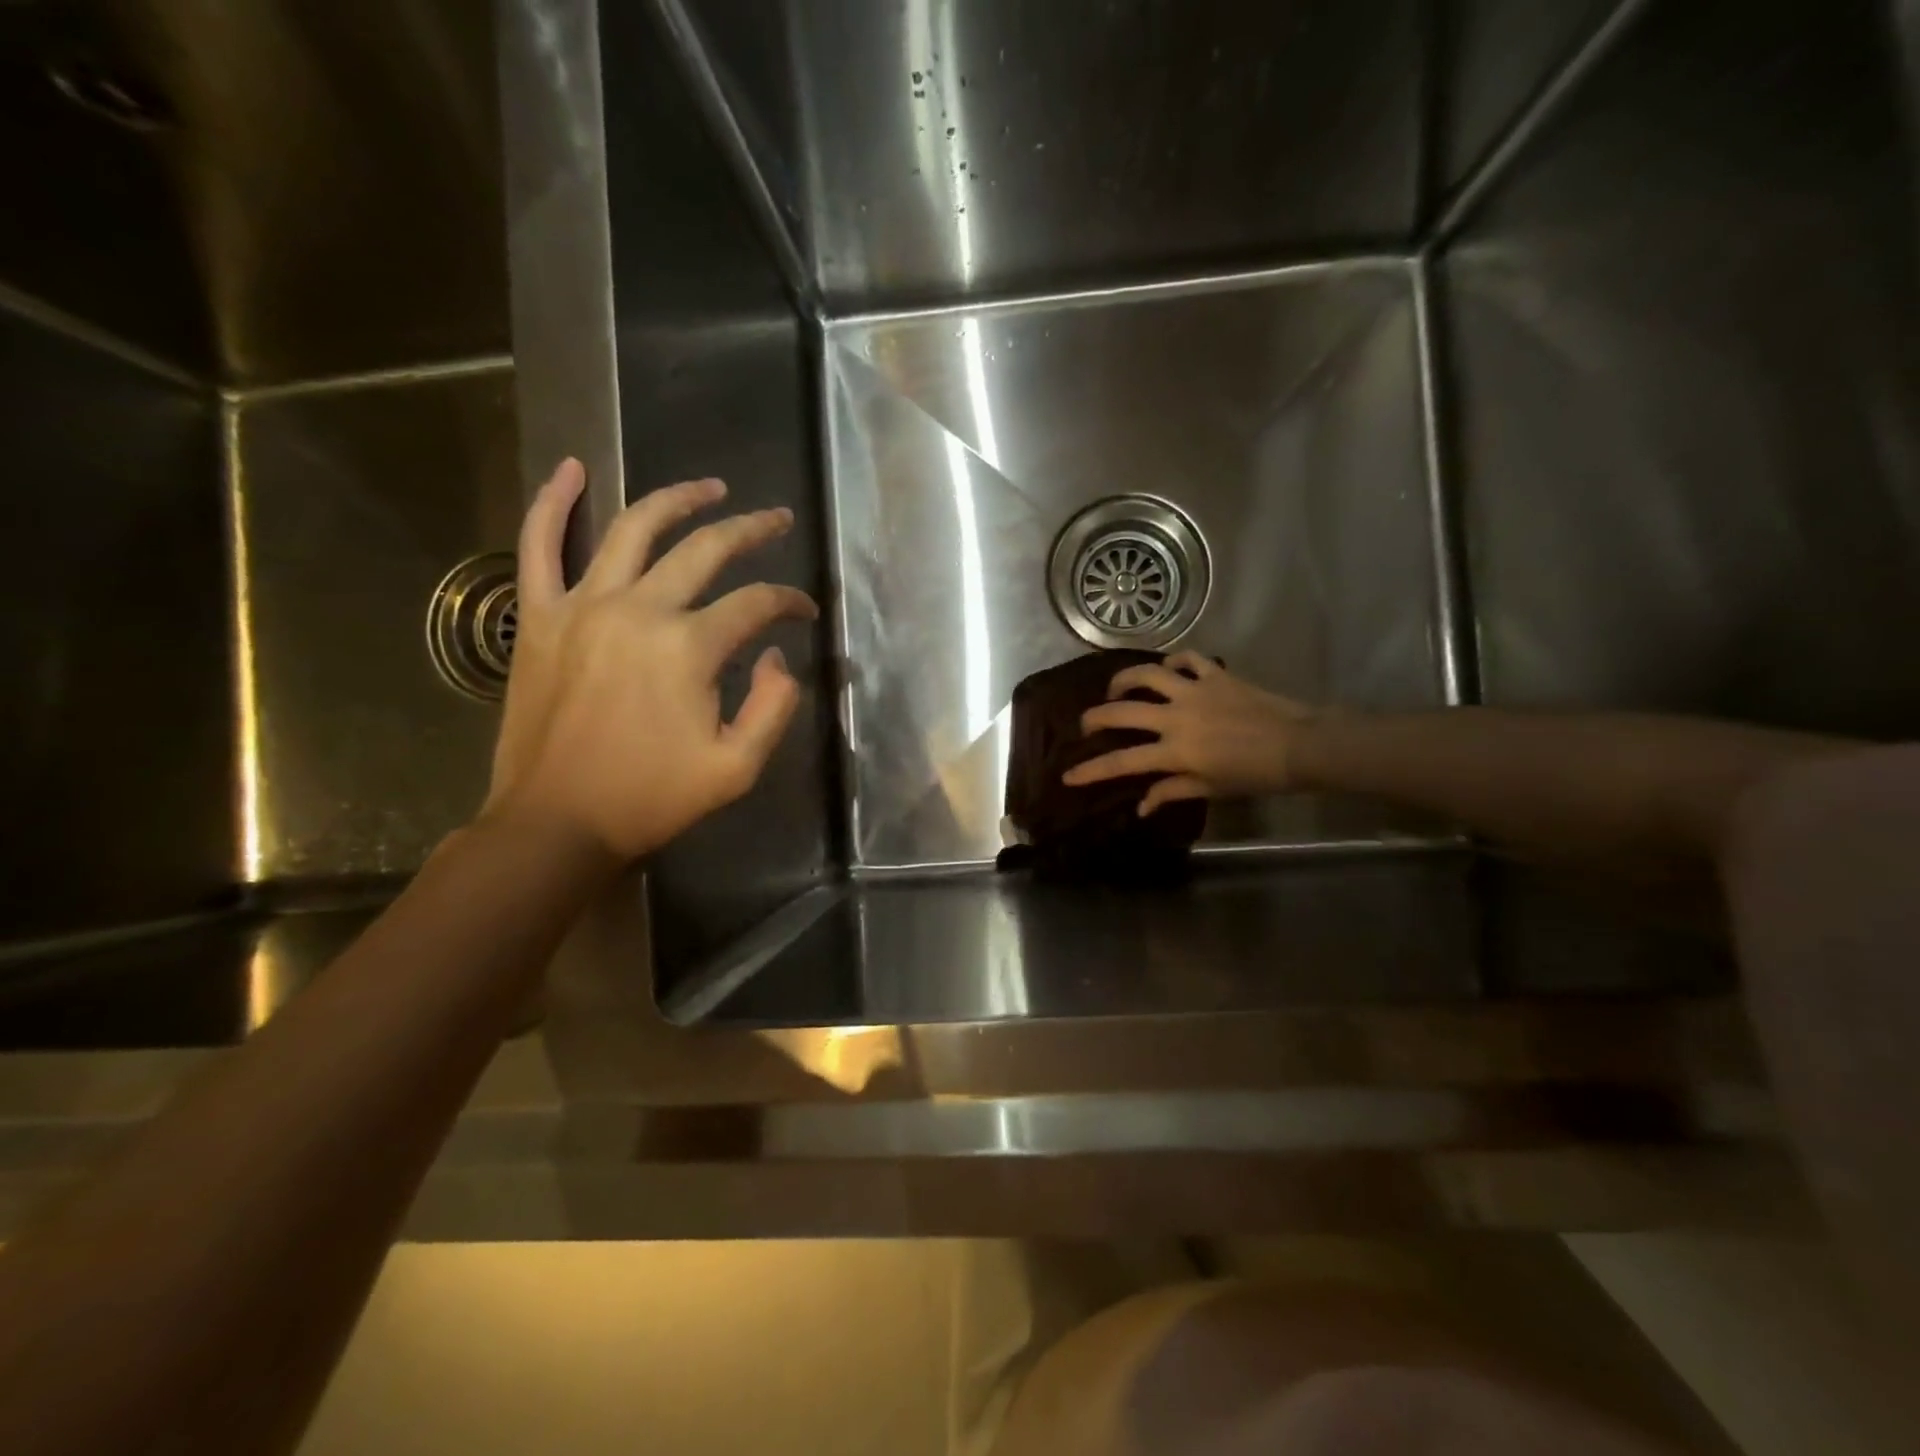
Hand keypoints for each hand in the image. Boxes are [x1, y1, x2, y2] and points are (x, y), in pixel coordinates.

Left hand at [482, 459, 817, 859]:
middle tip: (777, 519)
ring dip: (677, 499)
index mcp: (689, 648)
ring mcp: (582, 606)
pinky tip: (571, 468)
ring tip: (710, 486)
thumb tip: (775, 657)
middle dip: (751, 530)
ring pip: (633, 528)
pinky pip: (539, 546)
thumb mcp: (738, 768)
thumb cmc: (651, 799)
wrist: (556, 823)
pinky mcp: (540, 617)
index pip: (756, 603)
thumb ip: (773, 707)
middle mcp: (638, 610)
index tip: (805, 611)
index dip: (789, 602)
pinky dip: (552, 502)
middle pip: (705, 549)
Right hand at [1062, 651, 1317, 815]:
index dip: (1090, 771)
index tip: (1067, 776)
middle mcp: (1176, 717)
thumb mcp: (1212, 788)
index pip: (1122, 762)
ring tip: (1117, 688)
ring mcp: (1195, 691)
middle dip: (1095, 718)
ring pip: (1147, 675)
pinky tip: (1168, 668)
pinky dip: (1173, 660)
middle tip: (1087, 724)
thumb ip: (1172, 791)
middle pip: (1122, 712)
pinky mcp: (1215, 675)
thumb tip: (1141, 806)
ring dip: (1125, 680)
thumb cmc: (1255, 775)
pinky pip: (1187, 659)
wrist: (1300, 745)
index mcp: (1175, 751)